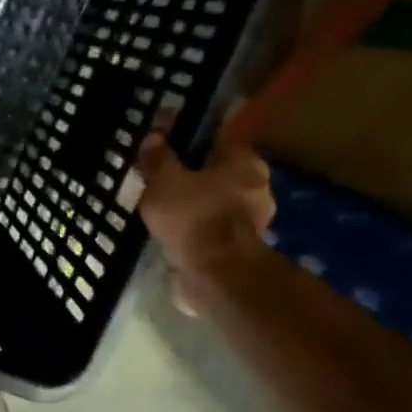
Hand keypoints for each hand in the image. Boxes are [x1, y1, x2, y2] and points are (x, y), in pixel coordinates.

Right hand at [134, 137, 275, 313]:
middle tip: (159, 180)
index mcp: (245, 162)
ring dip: (193, 205)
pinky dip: (195, 230)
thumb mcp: (163, 179)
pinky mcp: (240, 249)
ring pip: (214, 203)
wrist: (216, 275)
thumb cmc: (194, 215)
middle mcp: (257, 188)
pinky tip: (171, 232)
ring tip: (160, 209)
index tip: (164, 148)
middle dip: (191, 177)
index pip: (216, 141)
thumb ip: (158, 157)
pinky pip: (211, 229)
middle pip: (217, 174)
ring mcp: (253, 221)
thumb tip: (154, 137)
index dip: (188, 142)